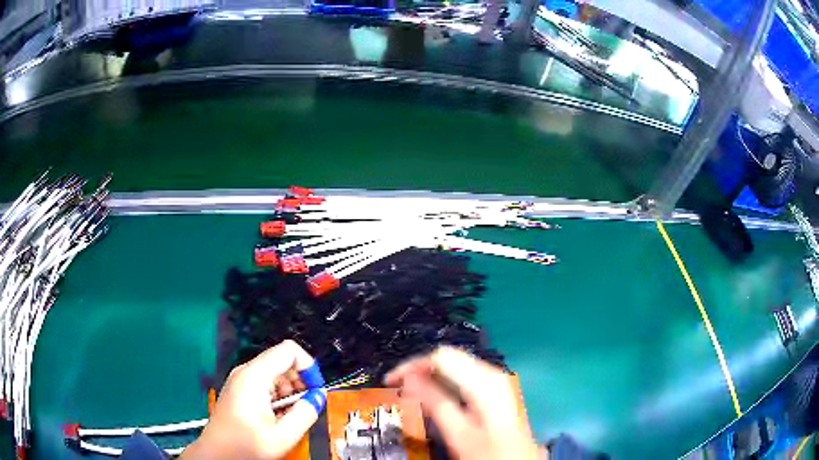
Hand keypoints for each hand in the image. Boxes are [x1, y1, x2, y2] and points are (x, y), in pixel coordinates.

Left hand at [182, 340, 322, 459]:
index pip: (289, 350)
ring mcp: (241, 380)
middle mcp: (245, 373)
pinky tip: (277, 416)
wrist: (218, 452)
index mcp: (254, 377)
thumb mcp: (282, 434)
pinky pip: (265, 383)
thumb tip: (318, 398)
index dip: (308, 366)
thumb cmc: (243, 444)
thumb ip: (305, 413)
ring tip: (289, 415)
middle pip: (282, 361)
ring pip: (275, 373)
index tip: (315, 387)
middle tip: (305, 405)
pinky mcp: (240, 389)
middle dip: (300, 382)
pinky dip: (278, 396)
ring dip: (289, 391)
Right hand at [385, 347, 540, 459]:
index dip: (412, 365)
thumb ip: (434, 403)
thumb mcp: (459, 432)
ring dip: (431, 378)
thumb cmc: (489, 452)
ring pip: (456, 367)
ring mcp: (496, 381)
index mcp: (484, 380)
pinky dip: (444, 384)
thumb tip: (408, 379)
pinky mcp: (495, 390)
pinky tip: (434, 399)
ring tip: (409, 394)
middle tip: (396, 388)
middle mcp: (492, 373)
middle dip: (420, 370)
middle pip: (449, 358)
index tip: (390, 382)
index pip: (441, 356)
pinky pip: (464, 377)